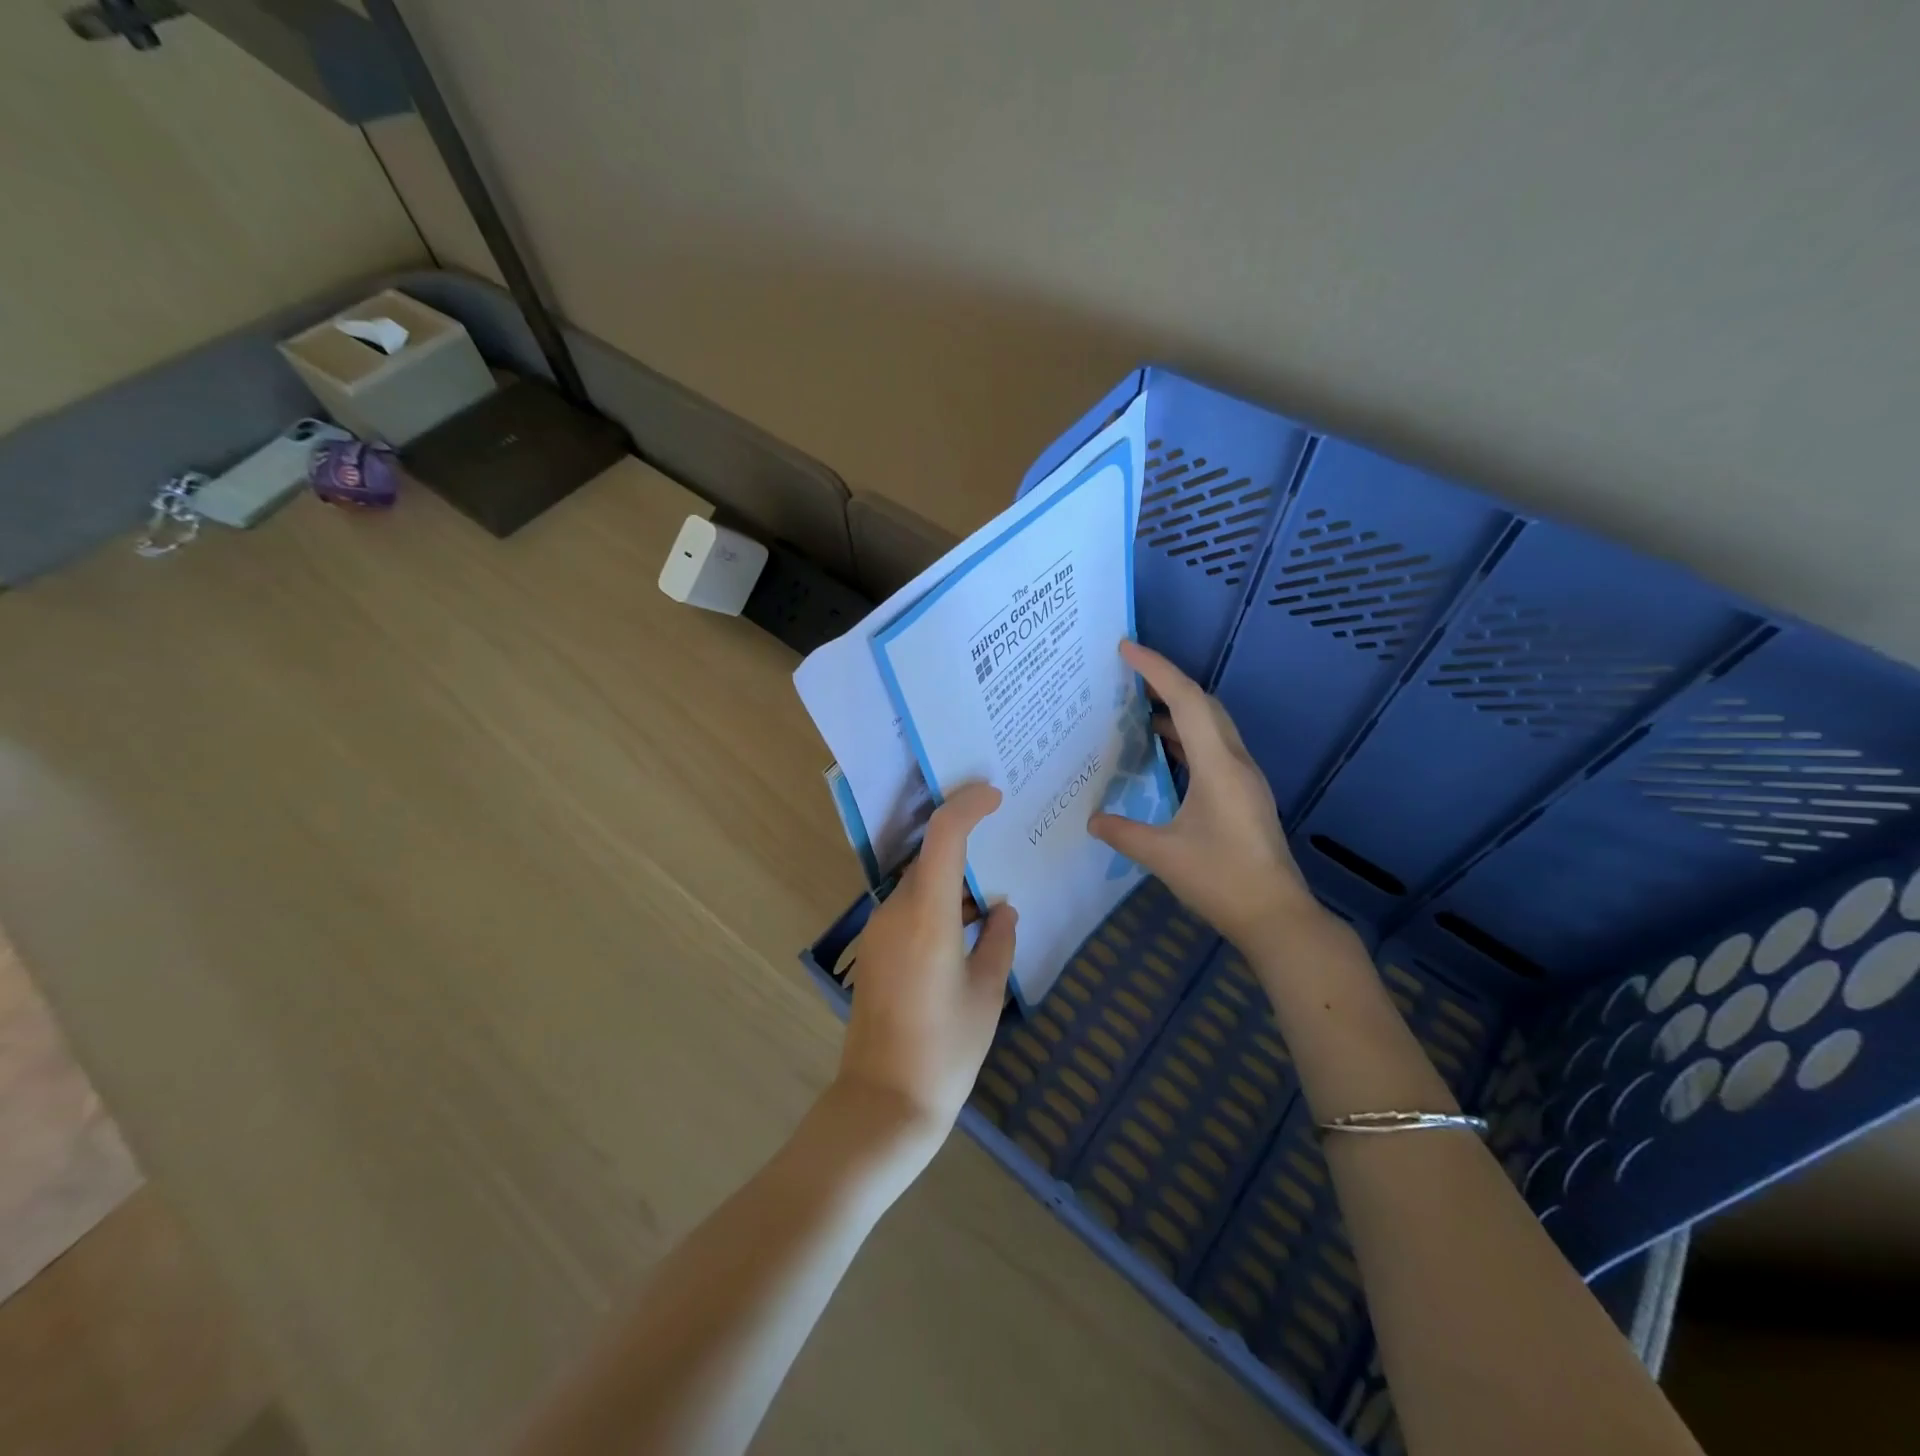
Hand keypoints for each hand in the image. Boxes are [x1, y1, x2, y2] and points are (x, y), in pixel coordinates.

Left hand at [835, 782, 1016, 1155]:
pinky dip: (936, 905)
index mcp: (926, 915)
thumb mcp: (987, 994)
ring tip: (991, 897)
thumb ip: (999, 942)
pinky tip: (964, 930)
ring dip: (951, 882)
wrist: (883, 1103)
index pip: (943, 835)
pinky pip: (908, 910)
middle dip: (965, 846)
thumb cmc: (946, 1050)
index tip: (994, 795)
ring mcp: (878, 931)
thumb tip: (1003, 910)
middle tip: (1004, 846)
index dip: (967, 804)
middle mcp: (894, 912)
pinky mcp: (873, 951)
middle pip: (930, 858)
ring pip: (919, 885)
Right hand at [1089, 641, 1322, 946]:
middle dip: (1167, 682)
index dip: (1156, 669)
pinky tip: (1164, 751)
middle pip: (1204, 704)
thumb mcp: (1163, 856)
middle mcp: (1235, 761)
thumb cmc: (1222, 880)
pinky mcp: (1244, 794)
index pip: (1186, 701)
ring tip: (1138, 709)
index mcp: (1218, 765)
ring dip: (1178, 709)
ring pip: (1212, 725)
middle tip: (1128, 675)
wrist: (1277, 915)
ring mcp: (1244, 777)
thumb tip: (1094, 819)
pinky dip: (1187, 736)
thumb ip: (1124, 833)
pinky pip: (1213, 747)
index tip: (1126, 648)